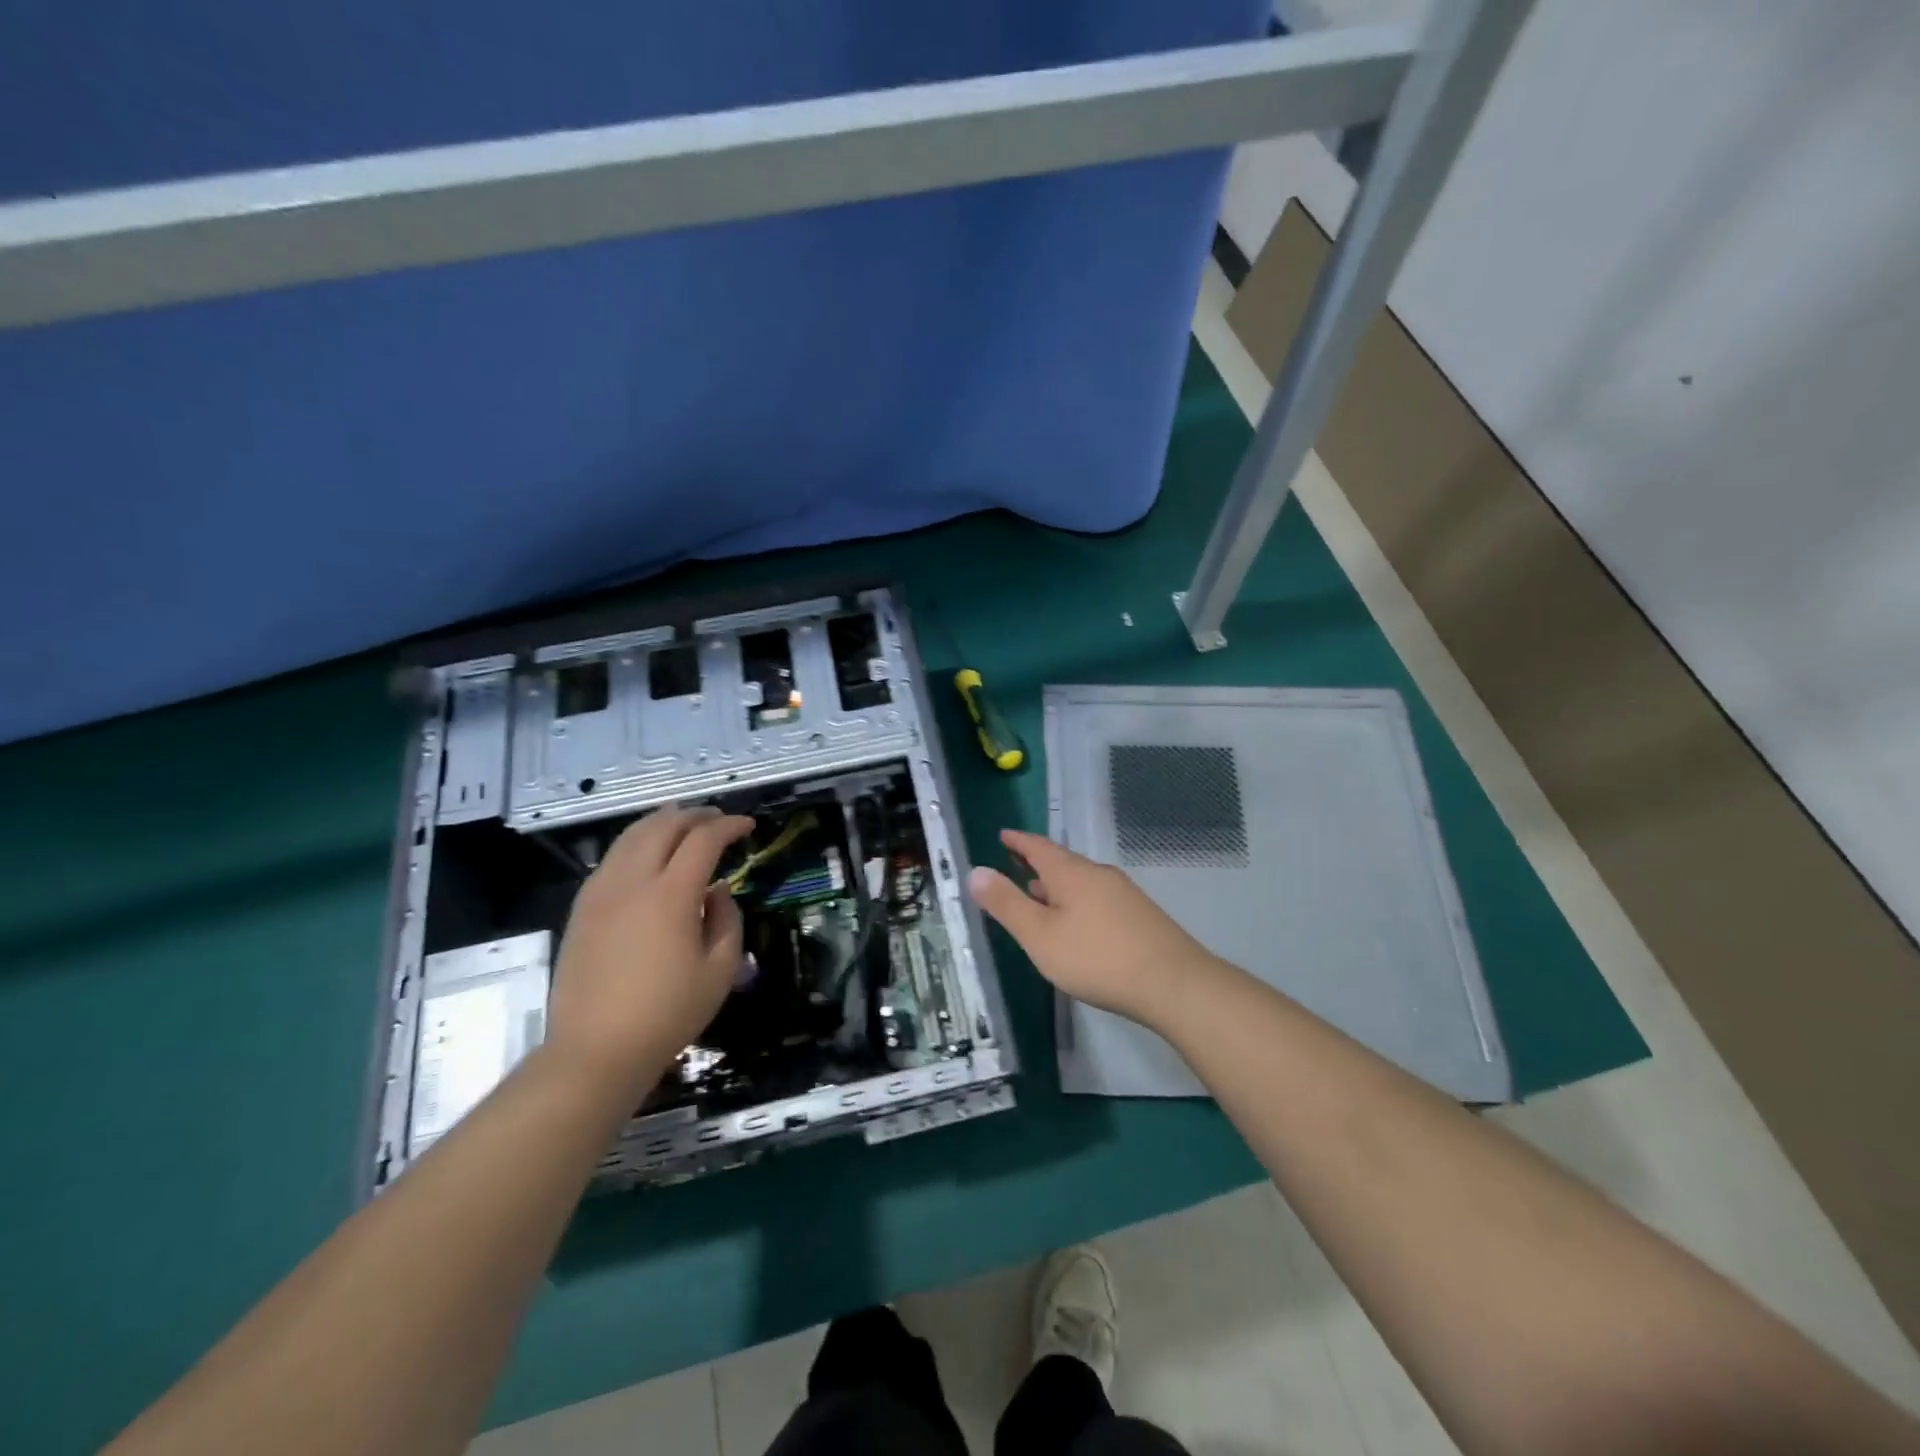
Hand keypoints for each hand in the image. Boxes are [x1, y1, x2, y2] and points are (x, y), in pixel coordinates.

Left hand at [546, 805, 753, 1100]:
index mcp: (671, 894)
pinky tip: (648, 855)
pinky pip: (612, 857)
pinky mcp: (582, 907)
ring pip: (632, 835)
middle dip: (696, 815)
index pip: (703, 839)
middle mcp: (633, 881)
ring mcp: (601, 891)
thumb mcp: (720, 970)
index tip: (748, 827)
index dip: (729, 826)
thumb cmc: (667, 1013)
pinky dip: (637, 842)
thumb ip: (727, 919)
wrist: (595, 1050)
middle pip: (664, 825)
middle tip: (718, 820)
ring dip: (662, 822)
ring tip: (683, 825)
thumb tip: (717, 890)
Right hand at [966, 828, 1224, 1027]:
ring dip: (1056, 886)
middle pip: (1061, 862)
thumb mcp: (1040, 935)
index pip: (1038, 847)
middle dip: (1036, 865)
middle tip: (1014, 867)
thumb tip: (975, 871)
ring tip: (1039, 897)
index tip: (1003, 835)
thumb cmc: (1096, 958)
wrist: (1174, 983)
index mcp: (1071, 873)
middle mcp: (1098, 874)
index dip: (1018, 841)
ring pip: (1080, 882)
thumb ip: (1006, 905)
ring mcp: (1123, 894)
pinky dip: (1076, 902)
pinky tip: (1076, 924)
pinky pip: (1097, 898)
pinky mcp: (1140, 916)